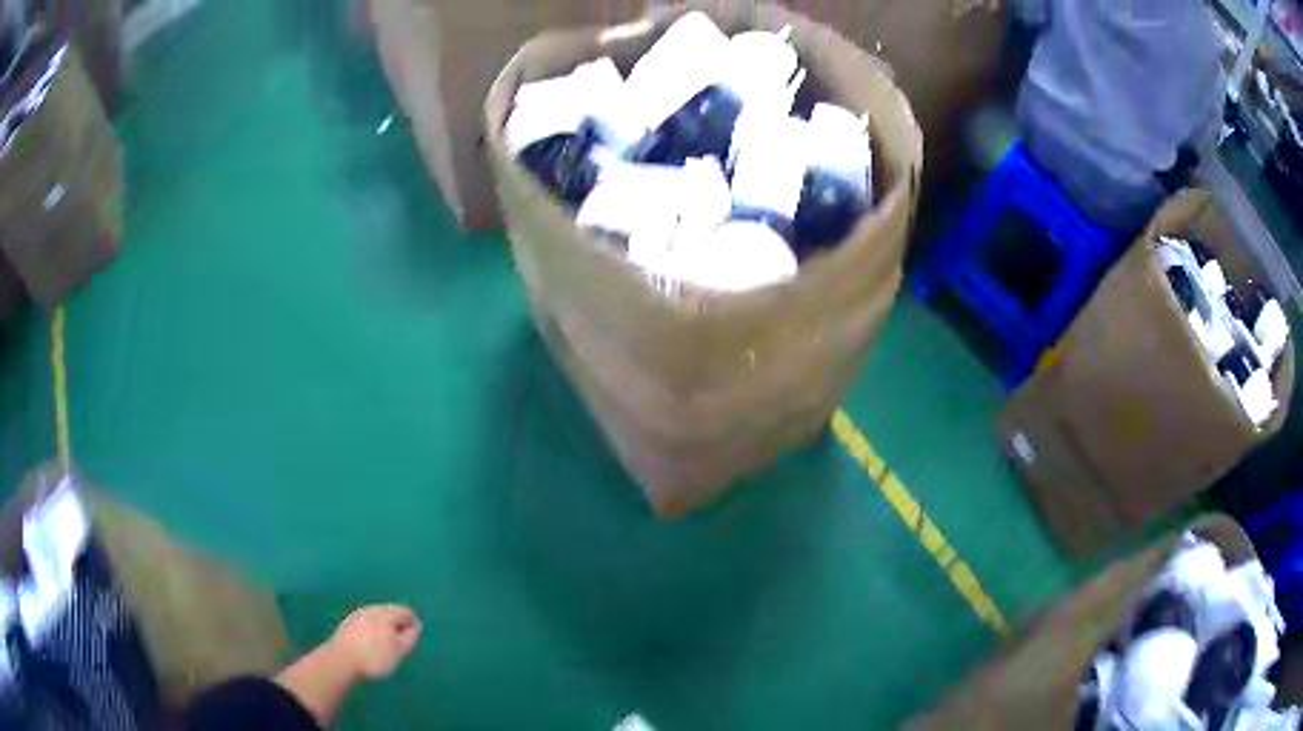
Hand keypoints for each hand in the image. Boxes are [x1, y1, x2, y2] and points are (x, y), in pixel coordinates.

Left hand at [328, 605, 422, 679]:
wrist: (341, 660)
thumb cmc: (375, 656)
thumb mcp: (400, 650)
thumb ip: (410, 637)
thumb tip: (416, 626)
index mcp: (385, 613)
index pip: (405, 611)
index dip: (413, 623)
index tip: (414, 638)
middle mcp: (371, 609)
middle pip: (390, 612)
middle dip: (398, 624)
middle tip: (402, 642)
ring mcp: (357, 615)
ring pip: (377, 617)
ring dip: (385, 628)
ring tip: (387, 644)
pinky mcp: (348, 624)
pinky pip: (366, 623)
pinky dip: (373, 631)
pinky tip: (371, 644)